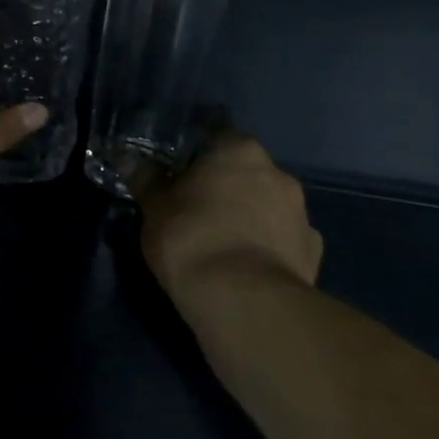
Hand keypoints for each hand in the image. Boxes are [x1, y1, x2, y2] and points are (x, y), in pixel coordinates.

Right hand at [134, 134, 323, 308]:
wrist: (244, 301)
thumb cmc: (191, 238)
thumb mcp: (154, 208)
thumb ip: (145, 180)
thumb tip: (126, 158)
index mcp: (238, 151)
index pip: (217, 137)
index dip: (195, 155)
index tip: (178, 174)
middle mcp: (277, 173)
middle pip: (245, 171)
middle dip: (224, 186)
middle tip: (194, 208)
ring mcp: (301, 214)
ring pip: (268, 205)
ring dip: (248, 215)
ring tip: (220, 242)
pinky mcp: (313, 252)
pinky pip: (284, 239)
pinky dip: (268, 246)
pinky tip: (247, 265)